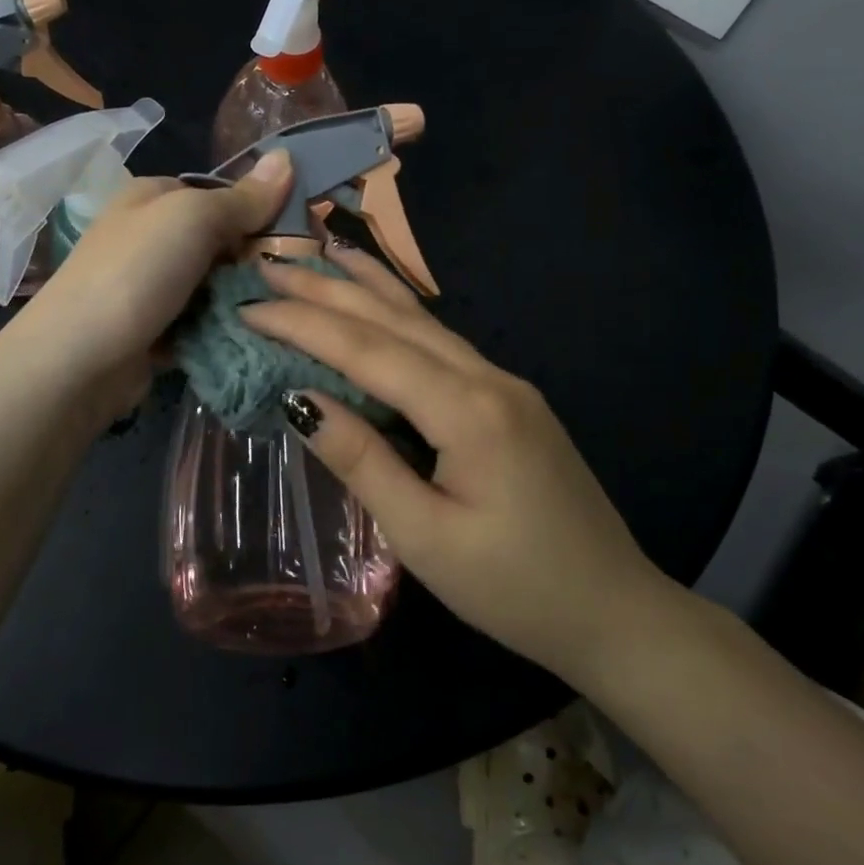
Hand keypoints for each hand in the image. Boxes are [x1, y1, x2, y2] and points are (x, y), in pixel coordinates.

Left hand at [9, 151, 292, 413]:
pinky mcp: (157, 331)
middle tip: (296, 281)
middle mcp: (150, 238)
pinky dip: (224, 329)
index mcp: (152, 198)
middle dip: (254, 261)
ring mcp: (152, 287)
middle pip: (220, 243)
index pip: (219, 195)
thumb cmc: (136, 273)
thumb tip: (289, 155)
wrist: (79, 360)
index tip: (301, 235)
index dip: (259, 211)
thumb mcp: (193, 219)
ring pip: (215, 287)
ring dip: (242, 300)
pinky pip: (203, 323)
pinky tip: (256, 338)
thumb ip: (242, 197)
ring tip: (284, 312)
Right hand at [241, 243, 671, 678]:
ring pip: (422, 321)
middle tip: (269, 264)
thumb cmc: (514, 587)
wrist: (614, 611)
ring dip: (365, 288)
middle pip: (395, 319)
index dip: (304, 324)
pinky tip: (381, 303)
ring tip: (320, 254)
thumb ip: (362, 461)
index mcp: (467, 411)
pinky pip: (441, 343)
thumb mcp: (425, 537)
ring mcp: (504, 384)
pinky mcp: (508, 400)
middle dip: (328, 289)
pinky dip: (398, 314)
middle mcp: (488, 378)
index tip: (249, 307)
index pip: (368, 350)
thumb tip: (298, 401)